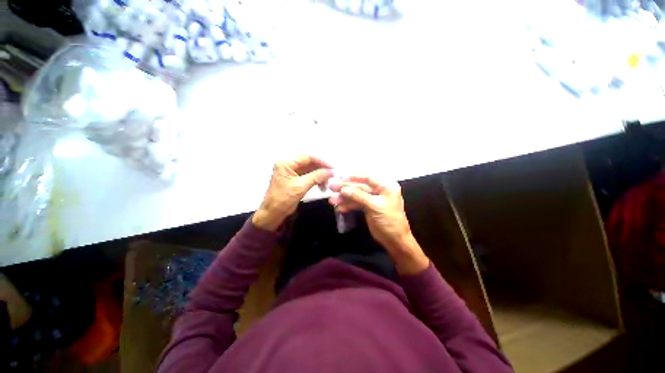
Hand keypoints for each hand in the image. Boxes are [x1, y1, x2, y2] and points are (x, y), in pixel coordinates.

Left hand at [253, 156, 332, 230]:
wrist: (274, 213)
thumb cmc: (283, 199)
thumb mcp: (300, 186)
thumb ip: (316, 177)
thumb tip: (331, 171)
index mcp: (286, 163)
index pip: (307, 157)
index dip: (321, 161)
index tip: (333, 167)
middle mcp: (289, 164)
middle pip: (309, 162)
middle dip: (321, 169)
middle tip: (332, 175)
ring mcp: (293, 172)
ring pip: (310, 170)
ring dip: (320, 175)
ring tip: (328, 182)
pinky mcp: (296, 179)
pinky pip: (309, 176)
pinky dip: (316, 180)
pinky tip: (323, 185)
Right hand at [329, 176, 428, 274]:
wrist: (394, 240)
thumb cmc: (389, 220)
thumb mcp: (374, 206)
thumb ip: (358, 196)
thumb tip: (343, 189)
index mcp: (386, 186)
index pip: (368, 177)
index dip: (354, 177)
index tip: (341, 177)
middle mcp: (379, 190)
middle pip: (360, 186)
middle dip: (346, 188)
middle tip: (331, 187)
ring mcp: (373, 199)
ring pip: (356, 196)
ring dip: (344, 198)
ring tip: (332, 201)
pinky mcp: (368, 208)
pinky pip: (356, 204)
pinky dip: (348, 206)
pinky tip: (339, 208)